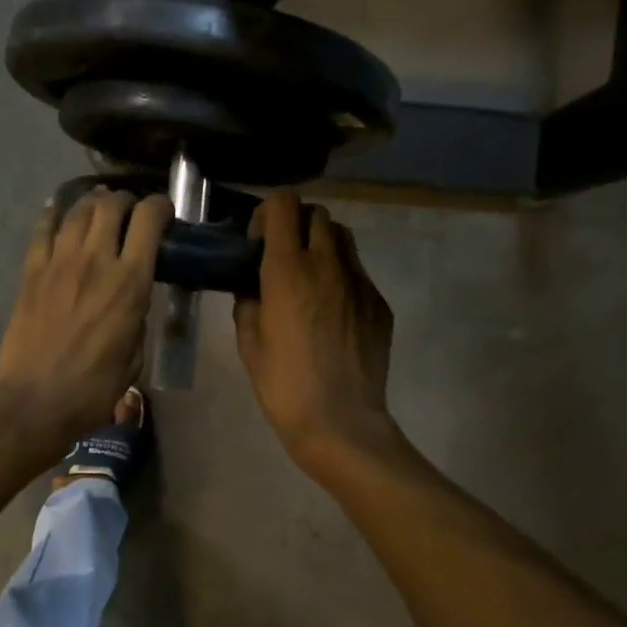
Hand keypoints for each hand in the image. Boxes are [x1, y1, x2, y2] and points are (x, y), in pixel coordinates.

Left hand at [0, 188, 172, 462]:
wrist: (36, 402)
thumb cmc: (94, 389)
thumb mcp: (135, 355)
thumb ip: (137, 318)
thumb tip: (132, 300)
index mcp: (129, 283)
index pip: (148, 221)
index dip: (160, 207)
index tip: (164, 212)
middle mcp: (95, 261)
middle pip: (111, 206)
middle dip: (125, 201)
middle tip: (129, 210)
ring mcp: (58, 263)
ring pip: (77, 211)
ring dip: (92, 203)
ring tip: (99, 208)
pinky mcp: (31, 272)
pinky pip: (42, 230)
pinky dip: (53, 214)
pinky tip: (59, 211)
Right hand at [233, 192, 398, 475]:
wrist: (340, 421)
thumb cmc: (283, 383)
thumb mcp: (248, 341)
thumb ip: (248, 301)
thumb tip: (253, 286)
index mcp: (287, 269)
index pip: (284, 205)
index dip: (268, 213)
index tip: (258, 241)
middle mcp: (327, 264)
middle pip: (317, 214)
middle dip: (296, 225)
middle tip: (282, 257)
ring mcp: (359, 282)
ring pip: (343, 238)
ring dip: (322, 245)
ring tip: (309, 277)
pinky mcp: (378, 303)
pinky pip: (358, 273)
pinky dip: (340, 277)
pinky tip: (330, 312)